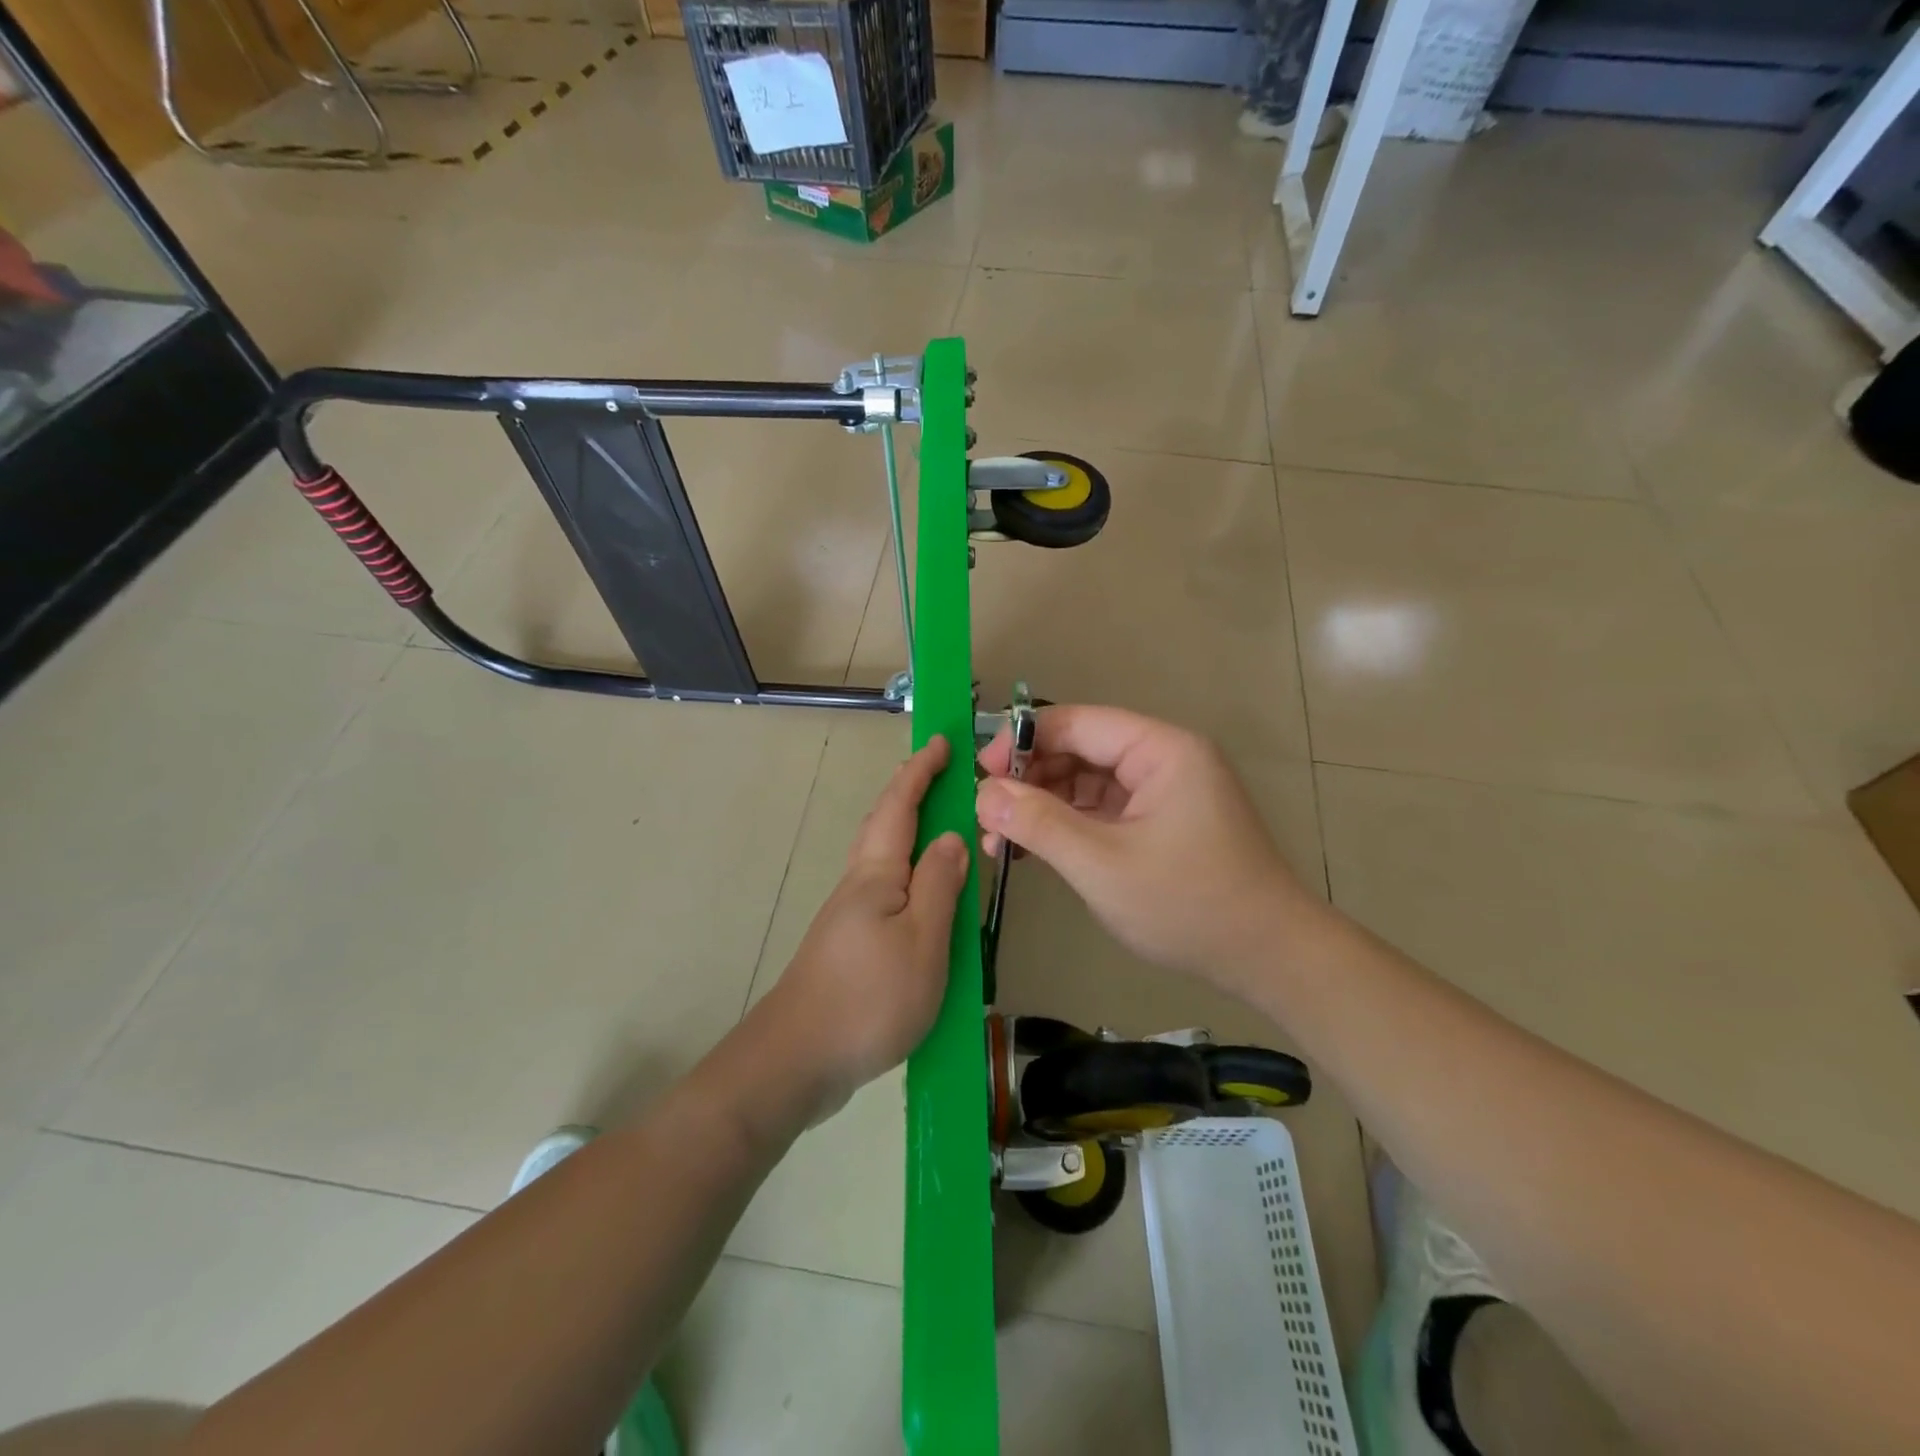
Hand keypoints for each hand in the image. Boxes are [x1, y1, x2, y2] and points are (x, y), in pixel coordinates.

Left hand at [754, 736, 969, 1121]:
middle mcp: (858, 884)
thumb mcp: (923, 941)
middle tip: (943, 774)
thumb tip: (952, 836)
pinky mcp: (848, 944)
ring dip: (910, 831)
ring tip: (942, 828)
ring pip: (883, 858)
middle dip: (911, 792)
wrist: (797, 1060)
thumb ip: (940, 886)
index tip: (942, 742)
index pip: (900, 806)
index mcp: (877, 874)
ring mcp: (849, 915)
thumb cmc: (869, 997)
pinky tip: (923, 895)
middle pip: (884, 825)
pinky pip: (885, 890)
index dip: (921, 771)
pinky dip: (908, 873)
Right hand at [976, 706, 1311, 992]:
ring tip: (999, 841)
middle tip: (986, 816)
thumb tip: (984, 793)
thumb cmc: (1188, 905)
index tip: (979, 774)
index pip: (1077, 723)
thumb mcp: (1102, 864)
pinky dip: (1066, 826)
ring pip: (1086, 782)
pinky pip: (1101, 810)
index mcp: (1161, 749)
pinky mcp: (1159, 822)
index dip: (1022, 741)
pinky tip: (1031, 851)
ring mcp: (1162, 791)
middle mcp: (1163, 759)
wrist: (1268, 958)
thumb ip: (1039, 823)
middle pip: (1080, 749)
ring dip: (1042, 806)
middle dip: (1029, 780)